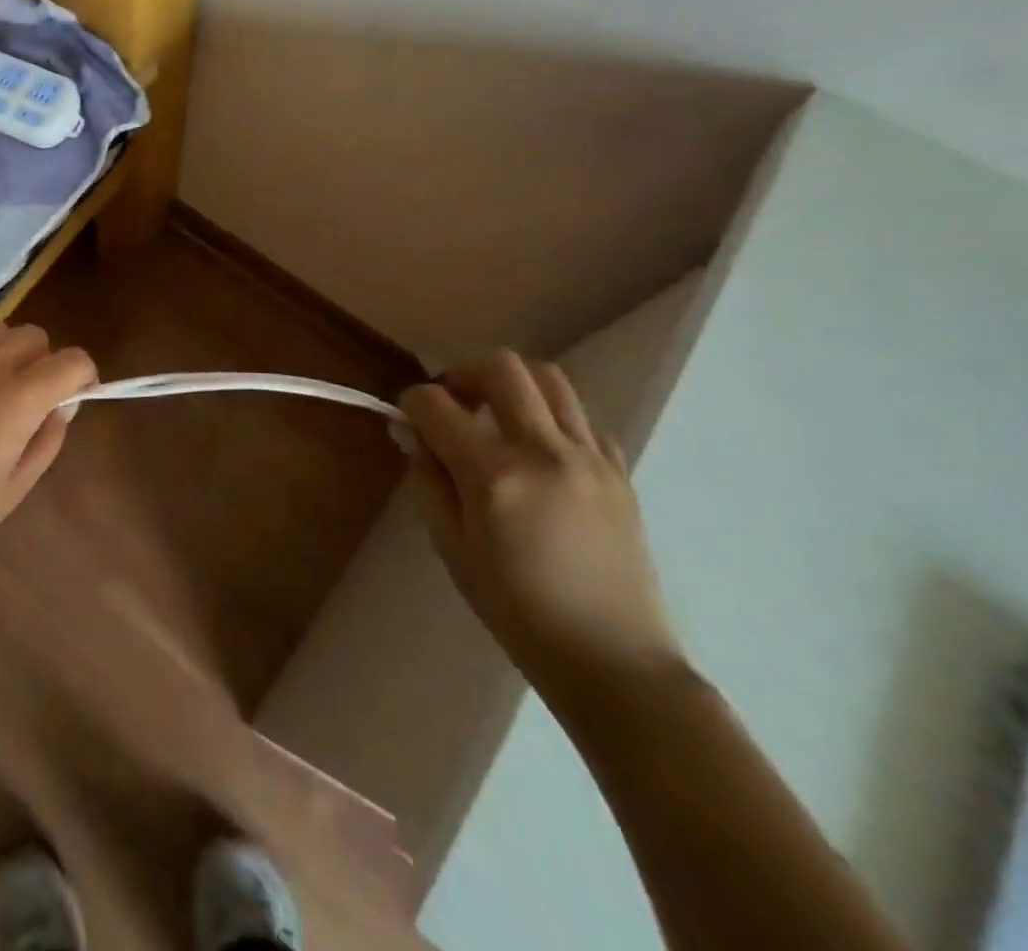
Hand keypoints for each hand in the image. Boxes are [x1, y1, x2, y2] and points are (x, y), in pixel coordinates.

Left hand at [0, 321, 96, 601]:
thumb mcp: (14, 488)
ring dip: (5, 356)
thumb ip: (49, 437)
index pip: (73, 360)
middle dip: (42, 366)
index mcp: (15, 398)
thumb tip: (63, 402)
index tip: (72, 399)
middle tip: (24, 405)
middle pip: (36, 338)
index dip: (82, 379)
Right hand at [399, 351, 684, 711]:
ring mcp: (590, 457)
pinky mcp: (620, 471)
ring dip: (512, 386)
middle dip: (464, 374)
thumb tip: (413, 432)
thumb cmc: (515, 609)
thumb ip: (427, 478)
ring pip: (549, 378)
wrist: (611, 658)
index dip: (412, 402)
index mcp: (494, 474)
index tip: (407, 418)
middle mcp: (544, 450)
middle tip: (453, 403)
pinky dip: (552, 418)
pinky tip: (540, 451)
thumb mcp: (450, 545)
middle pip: (501, 367)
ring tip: (497, 418)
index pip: (437, 404)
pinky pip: (582, 419)